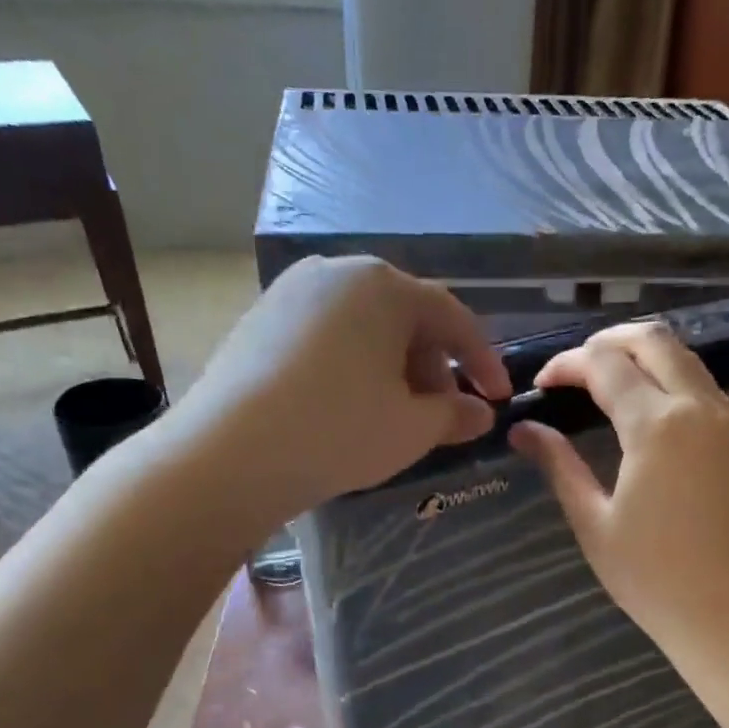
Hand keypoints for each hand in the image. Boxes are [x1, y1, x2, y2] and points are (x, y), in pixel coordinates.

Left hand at [178, 256, 509, 521]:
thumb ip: (456, 416)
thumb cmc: (339, 431)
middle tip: (442, 413)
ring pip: (363, 327)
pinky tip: (347, 407)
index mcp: (383, 286)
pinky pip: (326, 337)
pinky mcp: (258, 320)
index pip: (452, 318)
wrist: (230, 453)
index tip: (499, 398)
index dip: (482, 361)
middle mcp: (336, 273)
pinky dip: (352, 367)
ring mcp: (290, 293)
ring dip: (393, 368)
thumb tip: (481, 414)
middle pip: (405, 317)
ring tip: (395, 414)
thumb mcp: (412, 429)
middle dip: (433, 366)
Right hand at [509, 321, 728, 663]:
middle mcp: (698, 407)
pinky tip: (642, 408)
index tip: (540, 386)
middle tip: (572, 370)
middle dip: (606, 342)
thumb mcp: (594, 522)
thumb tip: (523, 430)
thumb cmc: (653, 578)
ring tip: (601, 382)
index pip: (604, 365)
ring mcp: (727, 420)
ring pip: (683, 356)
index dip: (566, 365)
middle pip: (652, 340)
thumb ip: (559, 465)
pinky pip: (701, 384)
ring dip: (640, 356)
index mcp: (657, 426)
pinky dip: (667, 377)